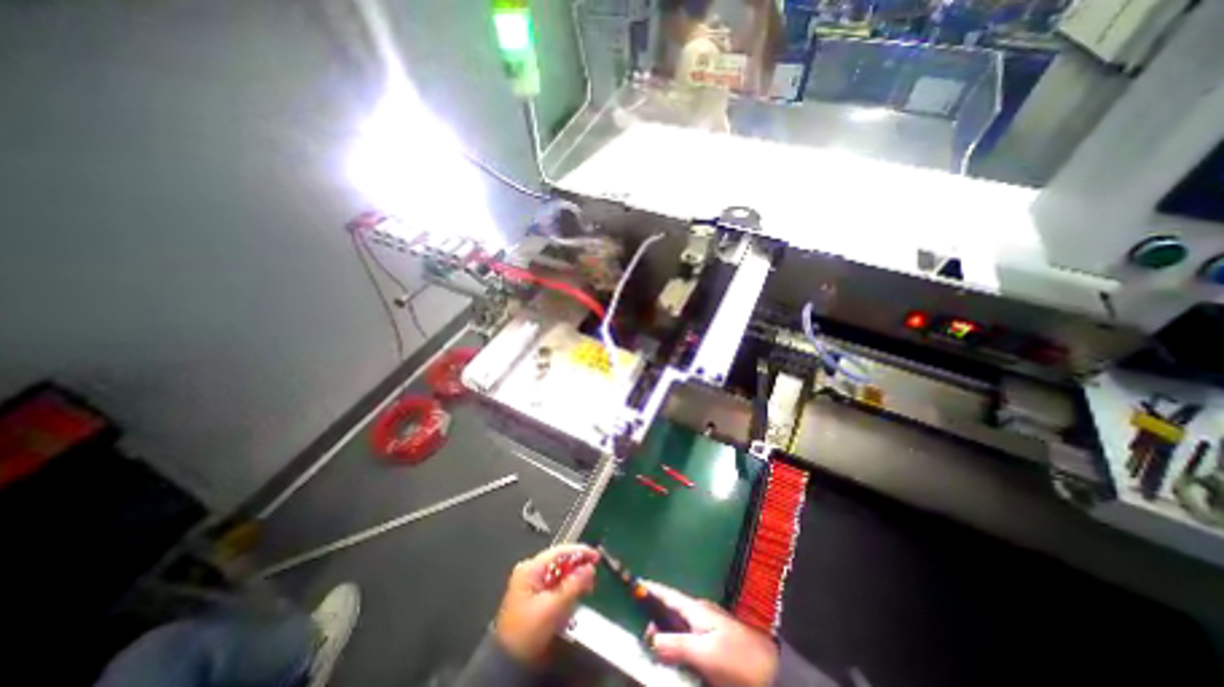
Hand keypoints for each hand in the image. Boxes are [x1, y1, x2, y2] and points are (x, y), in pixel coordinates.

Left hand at [492, 544, 598, 662]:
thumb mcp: (553, 607)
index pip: (560, 552)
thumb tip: (589, 568)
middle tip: (593, 576)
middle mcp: (530, 571)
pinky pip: (555, 586)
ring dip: (573, 581)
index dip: (580, 552)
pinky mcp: (534, 596)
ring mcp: (531, 584)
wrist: (508, 663)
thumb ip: (573, 585)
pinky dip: (566, 590)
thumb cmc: (527, 633)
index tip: (596, 557)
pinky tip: (574, 598)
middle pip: (560, 562)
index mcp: (530, 569)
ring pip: (559, 574)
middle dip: (577, 569)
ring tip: (587, 588)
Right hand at [642, 583, 771, 685]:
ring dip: (663, 629)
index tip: (633, 583)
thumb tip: (650, 636)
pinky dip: (675, 641)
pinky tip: (671, 653)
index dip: (650, 589)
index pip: (667, 594)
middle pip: (670, 610)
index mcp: (696, 610)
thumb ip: (677, 644)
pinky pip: (686, 638)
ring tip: (649, 639)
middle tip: (638, 625)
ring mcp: (707, 628)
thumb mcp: (706, 653)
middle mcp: (699, 614)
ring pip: (677, 625)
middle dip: (653, 613)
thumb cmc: (737, 659)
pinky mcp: (712, 644)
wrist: (773, 672)